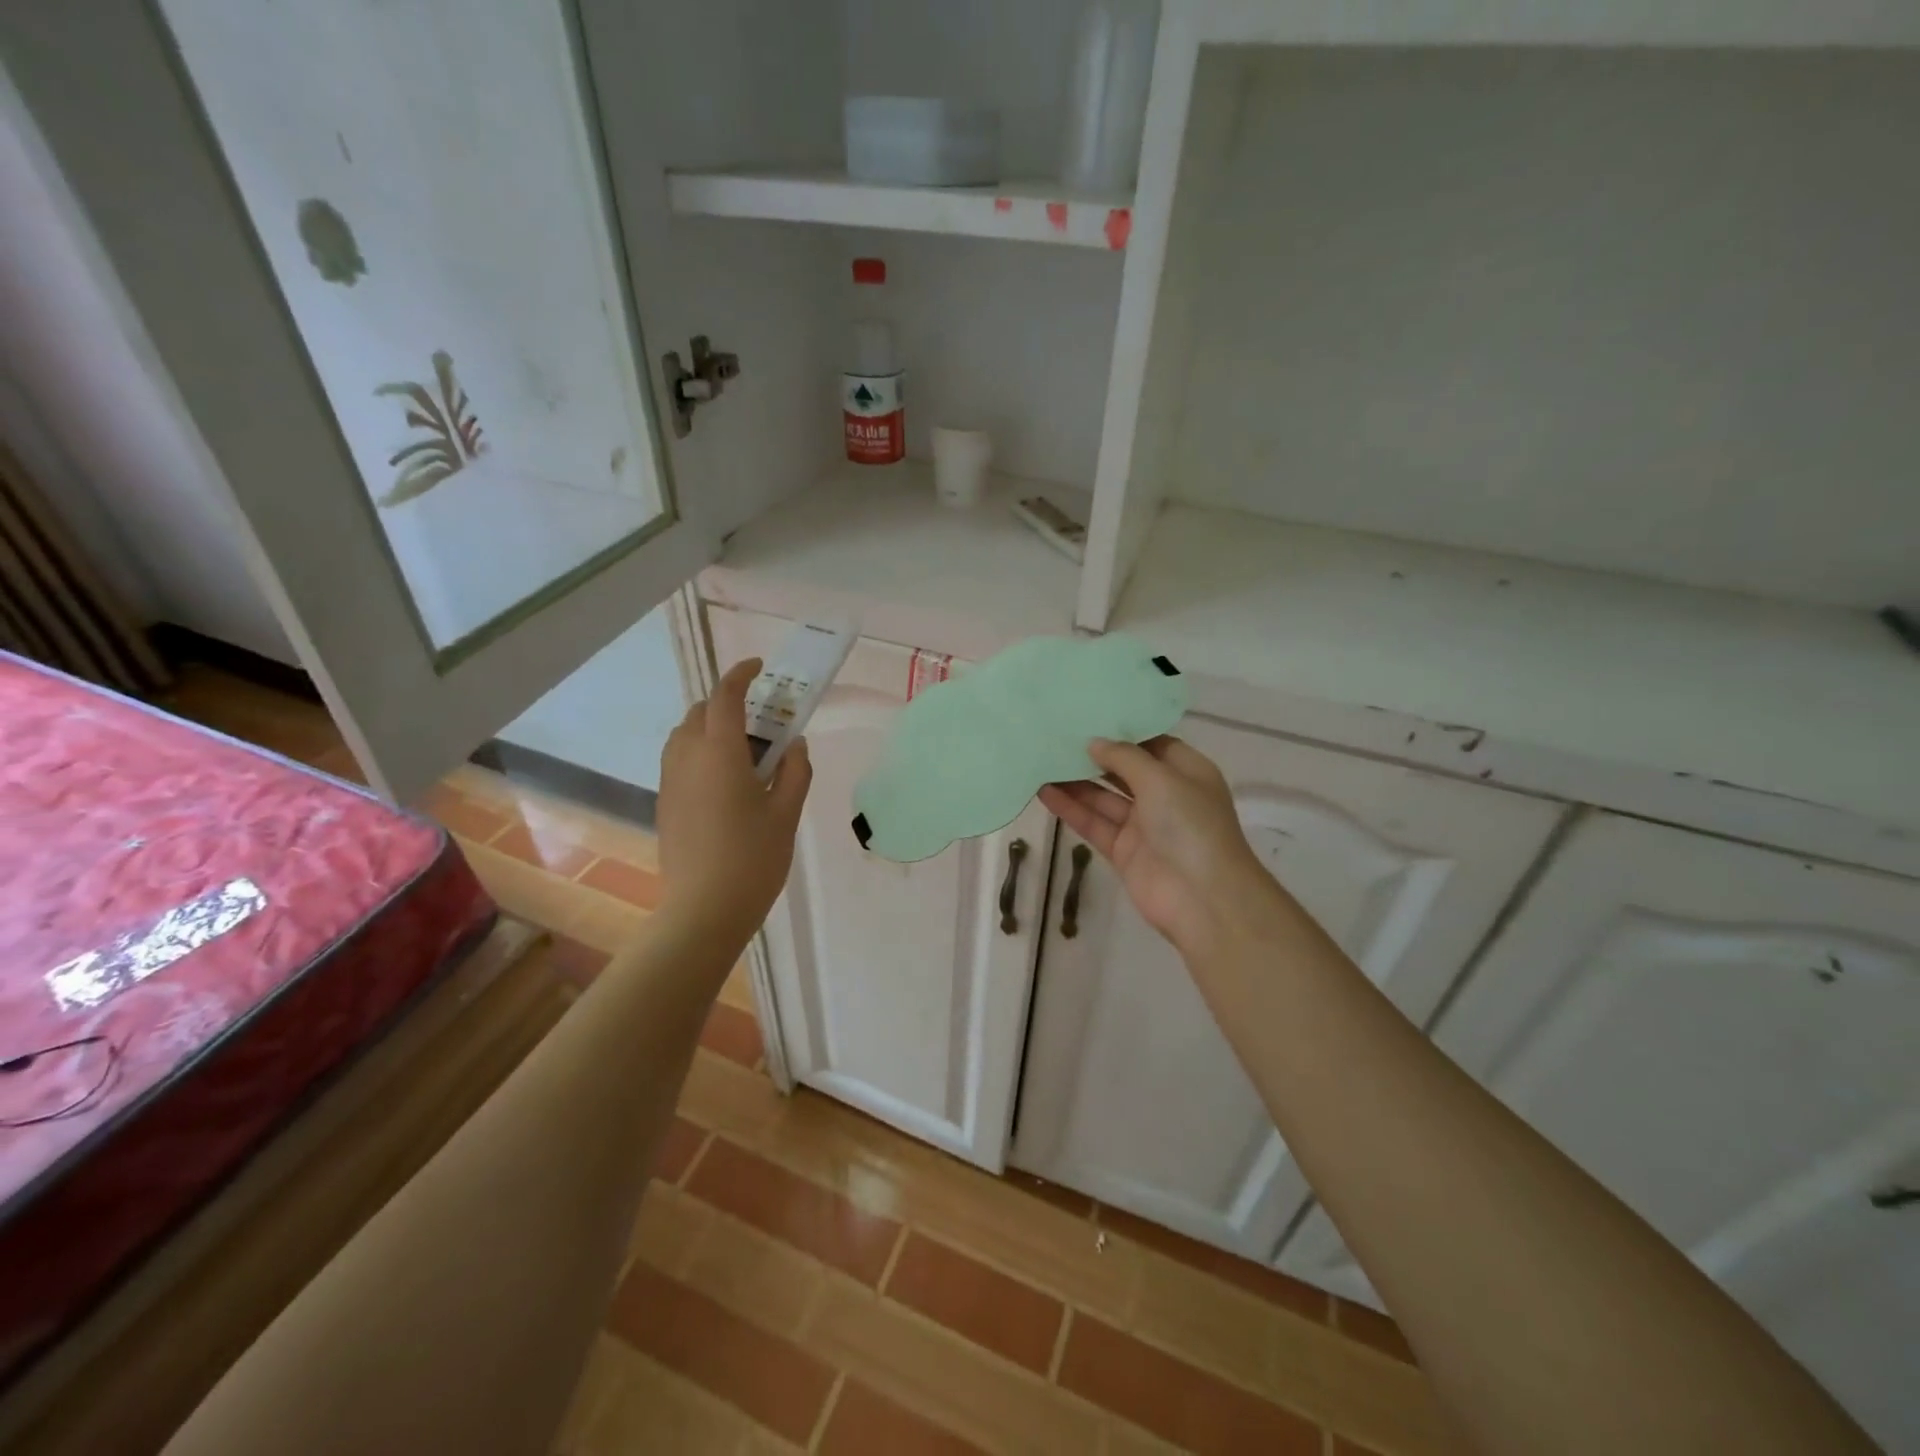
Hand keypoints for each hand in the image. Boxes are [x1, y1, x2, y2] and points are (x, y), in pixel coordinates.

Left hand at [657, 658, 811, 947]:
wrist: (703, 910)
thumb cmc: (753, 858)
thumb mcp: (786, 814)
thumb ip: (795, 772)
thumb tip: (795, 745)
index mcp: (720, 752)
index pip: (726, 697)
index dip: (741, 675)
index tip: (759, 668)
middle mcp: (687, 757)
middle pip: (701, 712)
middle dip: (727, 703)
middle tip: (761, 721)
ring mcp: (670, 781)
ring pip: (684, 735)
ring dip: (710, 727)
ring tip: (743, 751)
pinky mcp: (665, 803)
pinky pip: (679, 759)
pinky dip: (700, 752)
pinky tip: (725, 781)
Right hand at [1039, 737, 1280, 962]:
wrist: (1203, 899)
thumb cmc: (1191, 826)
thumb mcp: (1161, 778)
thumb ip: (1124, 757)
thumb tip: (1094, 743)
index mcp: (1187, 772)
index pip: (1151, 744)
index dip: (1122, 730)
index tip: (1088, 714)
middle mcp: (1166, 796)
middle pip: (1124, 770)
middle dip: (1093, 755)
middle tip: (1056, 734)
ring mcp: (1143, 826)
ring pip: (1103, 797)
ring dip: (1075, 781)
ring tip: (1040, 759)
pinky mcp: (1123, 851)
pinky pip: (1093, 824)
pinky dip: (1071, 809)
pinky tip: (1044, 791)